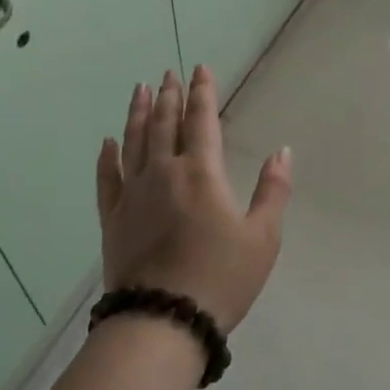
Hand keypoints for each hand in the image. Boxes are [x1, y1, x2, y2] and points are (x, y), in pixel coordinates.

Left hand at [96, 66, 291, 333]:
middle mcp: (164, 172)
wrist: (162, 321)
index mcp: (201, 172)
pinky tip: (107, 142)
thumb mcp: (262, 238)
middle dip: (169, 95)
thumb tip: (282, 151)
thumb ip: (273, 190)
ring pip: (134, 141)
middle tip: (169, 73)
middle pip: (164, 123)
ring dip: (137, 113)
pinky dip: (106, 157)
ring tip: (140, 89)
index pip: (201, 120)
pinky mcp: (112, 218)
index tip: (199, 69)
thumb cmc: (220, 278)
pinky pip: (106, 178)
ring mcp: (133, 194)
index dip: (202, 92)